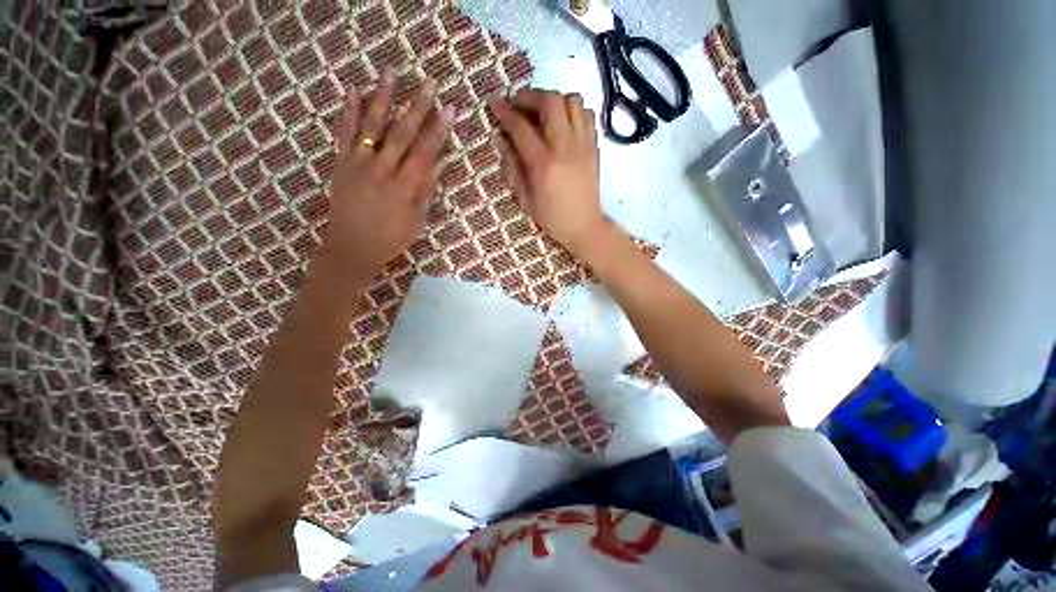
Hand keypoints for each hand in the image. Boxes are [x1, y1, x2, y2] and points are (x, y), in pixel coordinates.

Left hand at [320, 68, 454, 277]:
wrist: (351, 246)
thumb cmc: (390, 238)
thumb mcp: (416, 221)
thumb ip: (425, 192)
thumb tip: (436, 166)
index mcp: (404, 187)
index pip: (425, 153)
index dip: (439, 131)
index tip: (449, 111)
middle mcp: (382, 170)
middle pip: (402, 133)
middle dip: (417, 106)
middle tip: (428, 82)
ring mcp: (359, 164)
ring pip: (372, 126)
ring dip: (382, 98)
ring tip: (391, 73)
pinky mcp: (341, 164)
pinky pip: (345, 134)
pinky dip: (348, 112)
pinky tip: (353, 92)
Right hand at [491, 88, 607, 256]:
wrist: (584, 225)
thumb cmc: (551, 217)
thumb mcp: (525, 198)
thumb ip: (512, 166)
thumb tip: (501, 138)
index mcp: (543, 165)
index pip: (521, 127)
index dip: (505, 112)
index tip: (495, 105)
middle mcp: (564, 148)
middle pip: (550, 102)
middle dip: (530, 96)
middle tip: (519, 104)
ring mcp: (583, 145)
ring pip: (572, 101)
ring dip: (554, 99)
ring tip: (542, 112)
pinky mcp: (594, 147)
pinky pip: (587, 114)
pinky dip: (573, 110)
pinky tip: (563, 123)